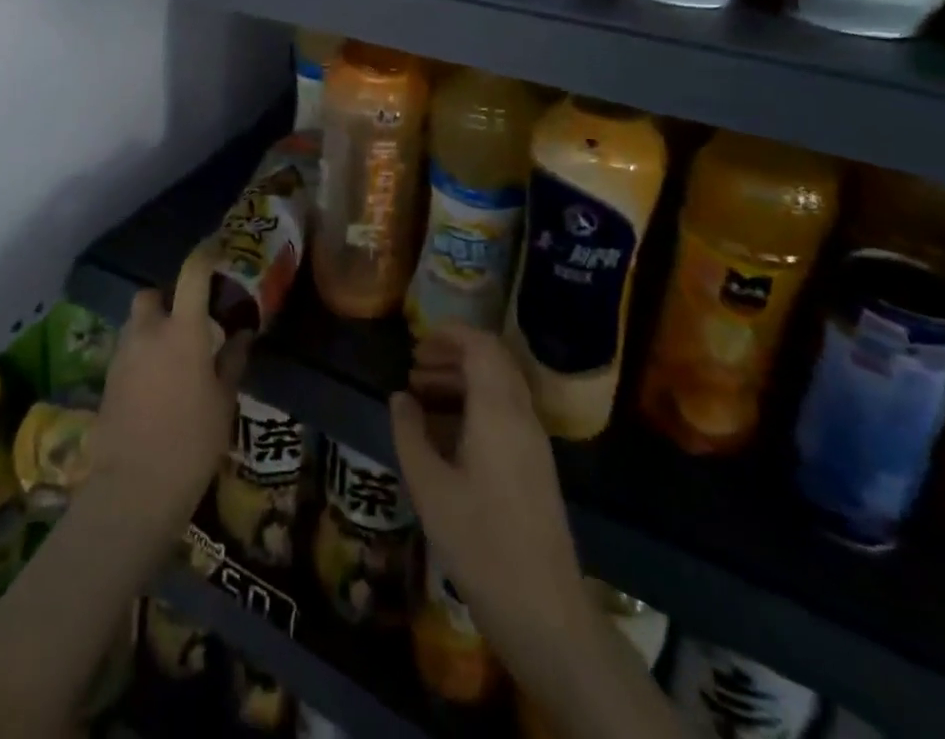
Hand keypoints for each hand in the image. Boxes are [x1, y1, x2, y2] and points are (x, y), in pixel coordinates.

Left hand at [88, 245, 249, 551]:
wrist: (134, 487)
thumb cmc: (191, 441)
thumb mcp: (223, 401)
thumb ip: (231, 361)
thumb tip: (242, 333)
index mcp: (181, 330)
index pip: (192, 274)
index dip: (205, 255)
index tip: (216, 249)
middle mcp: (147, 332)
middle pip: (151, 296)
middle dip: (167, 300)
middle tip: (188, 322)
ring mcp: (122, 355)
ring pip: (135, 324)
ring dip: (152, 328)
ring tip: (174, 357)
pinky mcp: (107, 380)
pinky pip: (127, 352)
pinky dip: (141, 355)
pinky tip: (156, 384)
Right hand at [390, 325, 588, 653]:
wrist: (544, 612)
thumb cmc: (480, 543)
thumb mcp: (429, 486)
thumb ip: (410, 433)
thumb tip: (400, 397)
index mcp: (498, 412)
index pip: (482, 346)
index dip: (450, 333)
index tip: (417, 338)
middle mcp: (521, 417)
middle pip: (492, 362)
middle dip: (452, 354)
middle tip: (414, 367)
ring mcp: (533, 443)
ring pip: (499, 388)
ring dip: (462, 380)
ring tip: (421, 394)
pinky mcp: (535, 467)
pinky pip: (504, 414)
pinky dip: (474, 405)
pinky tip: (444, 432)